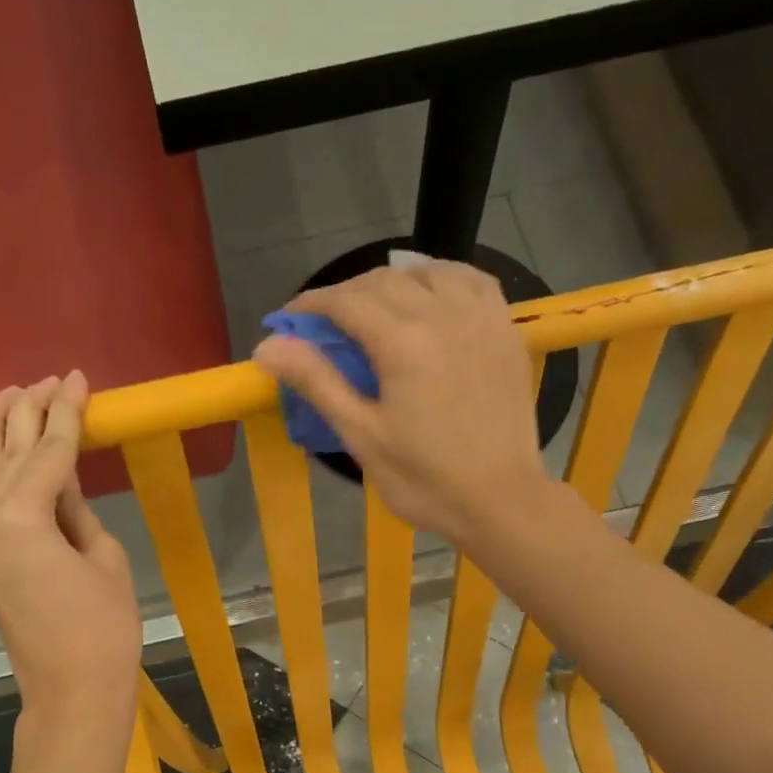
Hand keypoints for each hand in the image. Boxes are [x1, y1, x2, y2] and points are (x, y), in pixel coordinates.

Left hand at [0, 373, 140, 731]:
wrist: (72, 693)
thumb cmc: (104, 632)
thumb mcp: (106, 560)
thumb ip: (78, 513)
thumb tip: (63, 489)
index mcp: (20, 524)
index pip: (46, 455)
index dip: (65, 415)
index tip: (78, 380)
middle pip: (3, 454)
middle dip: (26, 412)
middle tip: (49, 379)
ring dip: (2, 432)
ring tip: (19, 394)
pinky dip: (3, 470)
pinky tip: (15, 450)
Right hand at [253, 262, 553, 545]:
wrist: (500, 499)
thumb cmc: (425, 479)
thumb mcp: (363, 436)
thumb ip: (318, 383)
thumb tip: (267, 347)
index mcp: (402, 342)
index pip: (346, 301)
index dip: (312, 304)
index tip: (291, 319)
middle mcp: (442, 314)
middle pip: (384, 280)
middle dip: (347, 294)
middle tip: (327, 324)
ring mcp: (480, 318)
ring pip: (428, 273)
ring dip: (393, 282)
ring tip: (376, 308)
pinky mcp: (505, 331)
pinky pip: (472, 282)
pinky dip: (443, 279)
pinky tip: (432, 296)